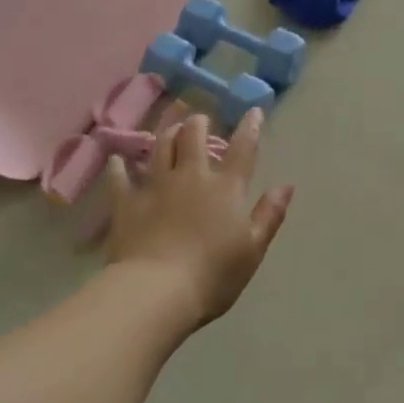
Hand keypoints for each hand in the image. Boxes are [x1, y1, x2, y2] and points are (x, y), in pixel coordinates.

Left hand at [105, 106, 293, 329]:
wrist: (157, 291)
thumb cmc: (213, 275)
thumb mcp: (253, 249)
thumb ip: (269, 214)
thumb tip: (286, 186)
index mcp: (226, 188)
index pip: (243, 149)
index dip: (250, 127)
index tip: (253, 111)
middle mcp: (191, 177)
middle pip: (193, 137)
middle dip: (199, 123)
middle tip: (200, 121)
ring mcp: (156, 186)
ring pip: (160, 147)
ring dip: (167, 134)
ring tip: (171, 129)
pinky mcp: (127, 203)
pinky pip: (120, 178)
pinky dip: (119, 167)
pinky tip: (117, 160)